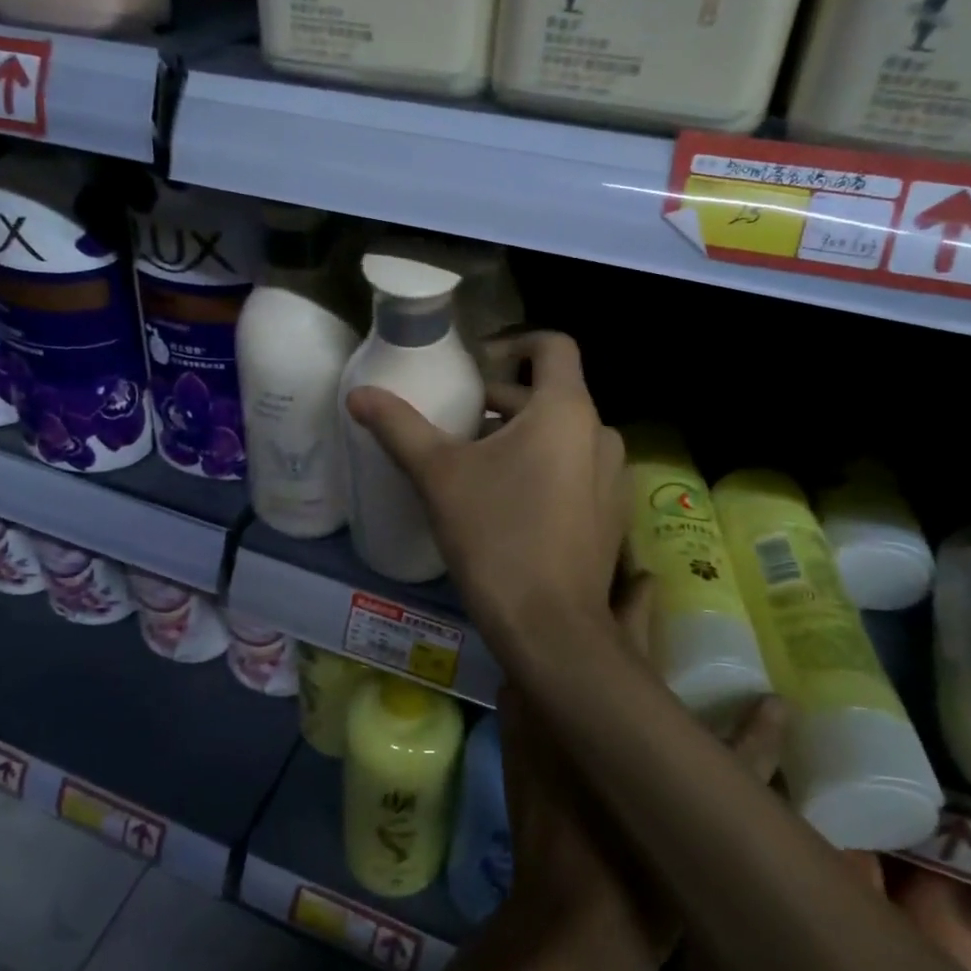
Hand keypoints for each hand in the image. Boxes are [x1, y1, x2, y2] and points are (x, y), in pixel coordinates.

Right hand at [346, 331, 624, 663]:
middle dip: (504, 403)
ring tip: (478, 467)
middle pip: (551, 395)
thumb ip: (399, 427)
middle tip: (458, 426)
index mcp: (566, 410)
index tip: (477, 367)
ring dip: (523, 439)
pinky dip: (546, 470)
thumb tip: (357, 394)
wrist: (550, 627)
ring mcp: (614, 478)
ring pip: (564, 437)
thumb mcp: (439, 476)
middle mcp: (601, 434)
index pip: (552, 345)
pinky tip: (511, 506)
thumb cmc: (495, 536)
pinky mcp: (612, 516)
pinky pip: (578, 472)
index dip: (513, 343)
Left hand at [493, 580, 791, 970]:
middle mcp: (557, 694)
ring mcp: (526, 714)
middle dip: (598, 606)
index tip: (646, 571)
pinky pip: (531, 684)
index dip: (634, 594)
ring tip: (598, 623)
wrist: (565, 926)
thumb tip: (779, 702)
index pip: (620, 625)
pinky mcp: (511, 738)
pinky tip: (572, 675)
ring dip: (573, 639)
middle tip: (621, 586)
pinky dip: (551, 669)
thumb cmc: (639, 870)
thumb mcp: (703, 812)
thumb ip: (746, 753)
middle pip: (577, 633)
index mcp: (605, 702)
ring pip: (550, 655)